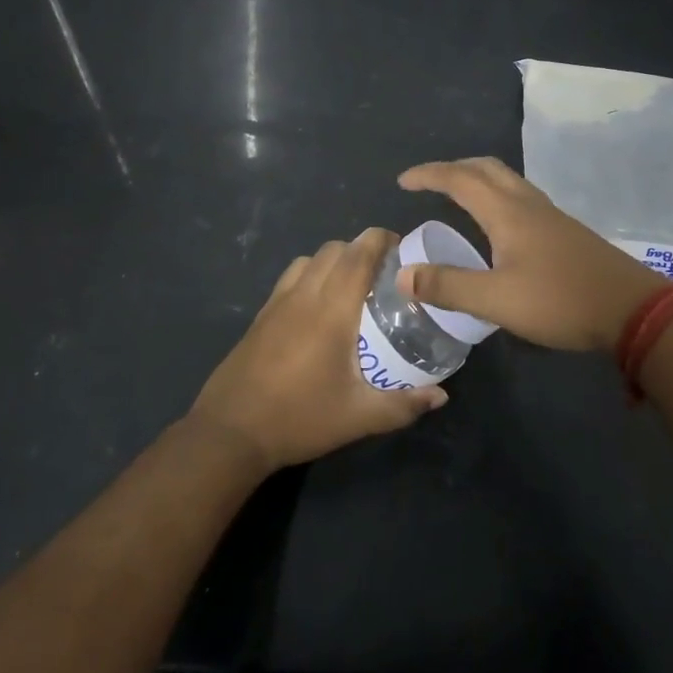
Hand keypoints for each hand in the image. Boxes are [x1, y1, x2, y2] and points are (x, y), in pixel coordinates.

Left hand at [189, 229, 447, 471]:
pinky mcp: (261, 315)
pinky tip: (319, 307)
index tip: (402, 247)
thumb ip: (403, 405)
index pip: (358, 255)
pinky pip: (291, 277)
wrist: (230, 432)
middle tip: (385, 272)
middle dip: (362, 249)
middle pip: (335, 249)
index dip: (380, 240)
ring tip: (353, 286)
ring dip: (335, 260)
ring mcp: (277, 302)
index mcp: (331, 310)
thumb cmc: (299, 418)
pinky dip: (311, 274)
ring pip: (310, 259)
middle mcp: (304, 295)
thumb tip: (441, 396)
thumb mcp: (358, 417)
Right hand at [397, 158, 671, 352]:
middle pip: (486, 168)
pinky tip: (499, 225)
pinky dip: (497, 196)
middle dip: (453, 168)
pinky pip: (521, 197)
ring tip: (458, 197)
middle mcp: (528, 204)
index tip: (403, 180)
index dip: (429, 175)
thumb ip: (448, 286)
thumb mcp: (496, 300)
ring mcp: (551, 216)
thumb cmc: (560, 301)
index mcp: (507, 212)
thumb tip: (402, 275)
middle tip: (429, 182)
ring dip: (477, 179)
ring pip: (507, 180)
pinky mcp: (566, 232)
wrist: (633, 311)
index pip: (460, 179)